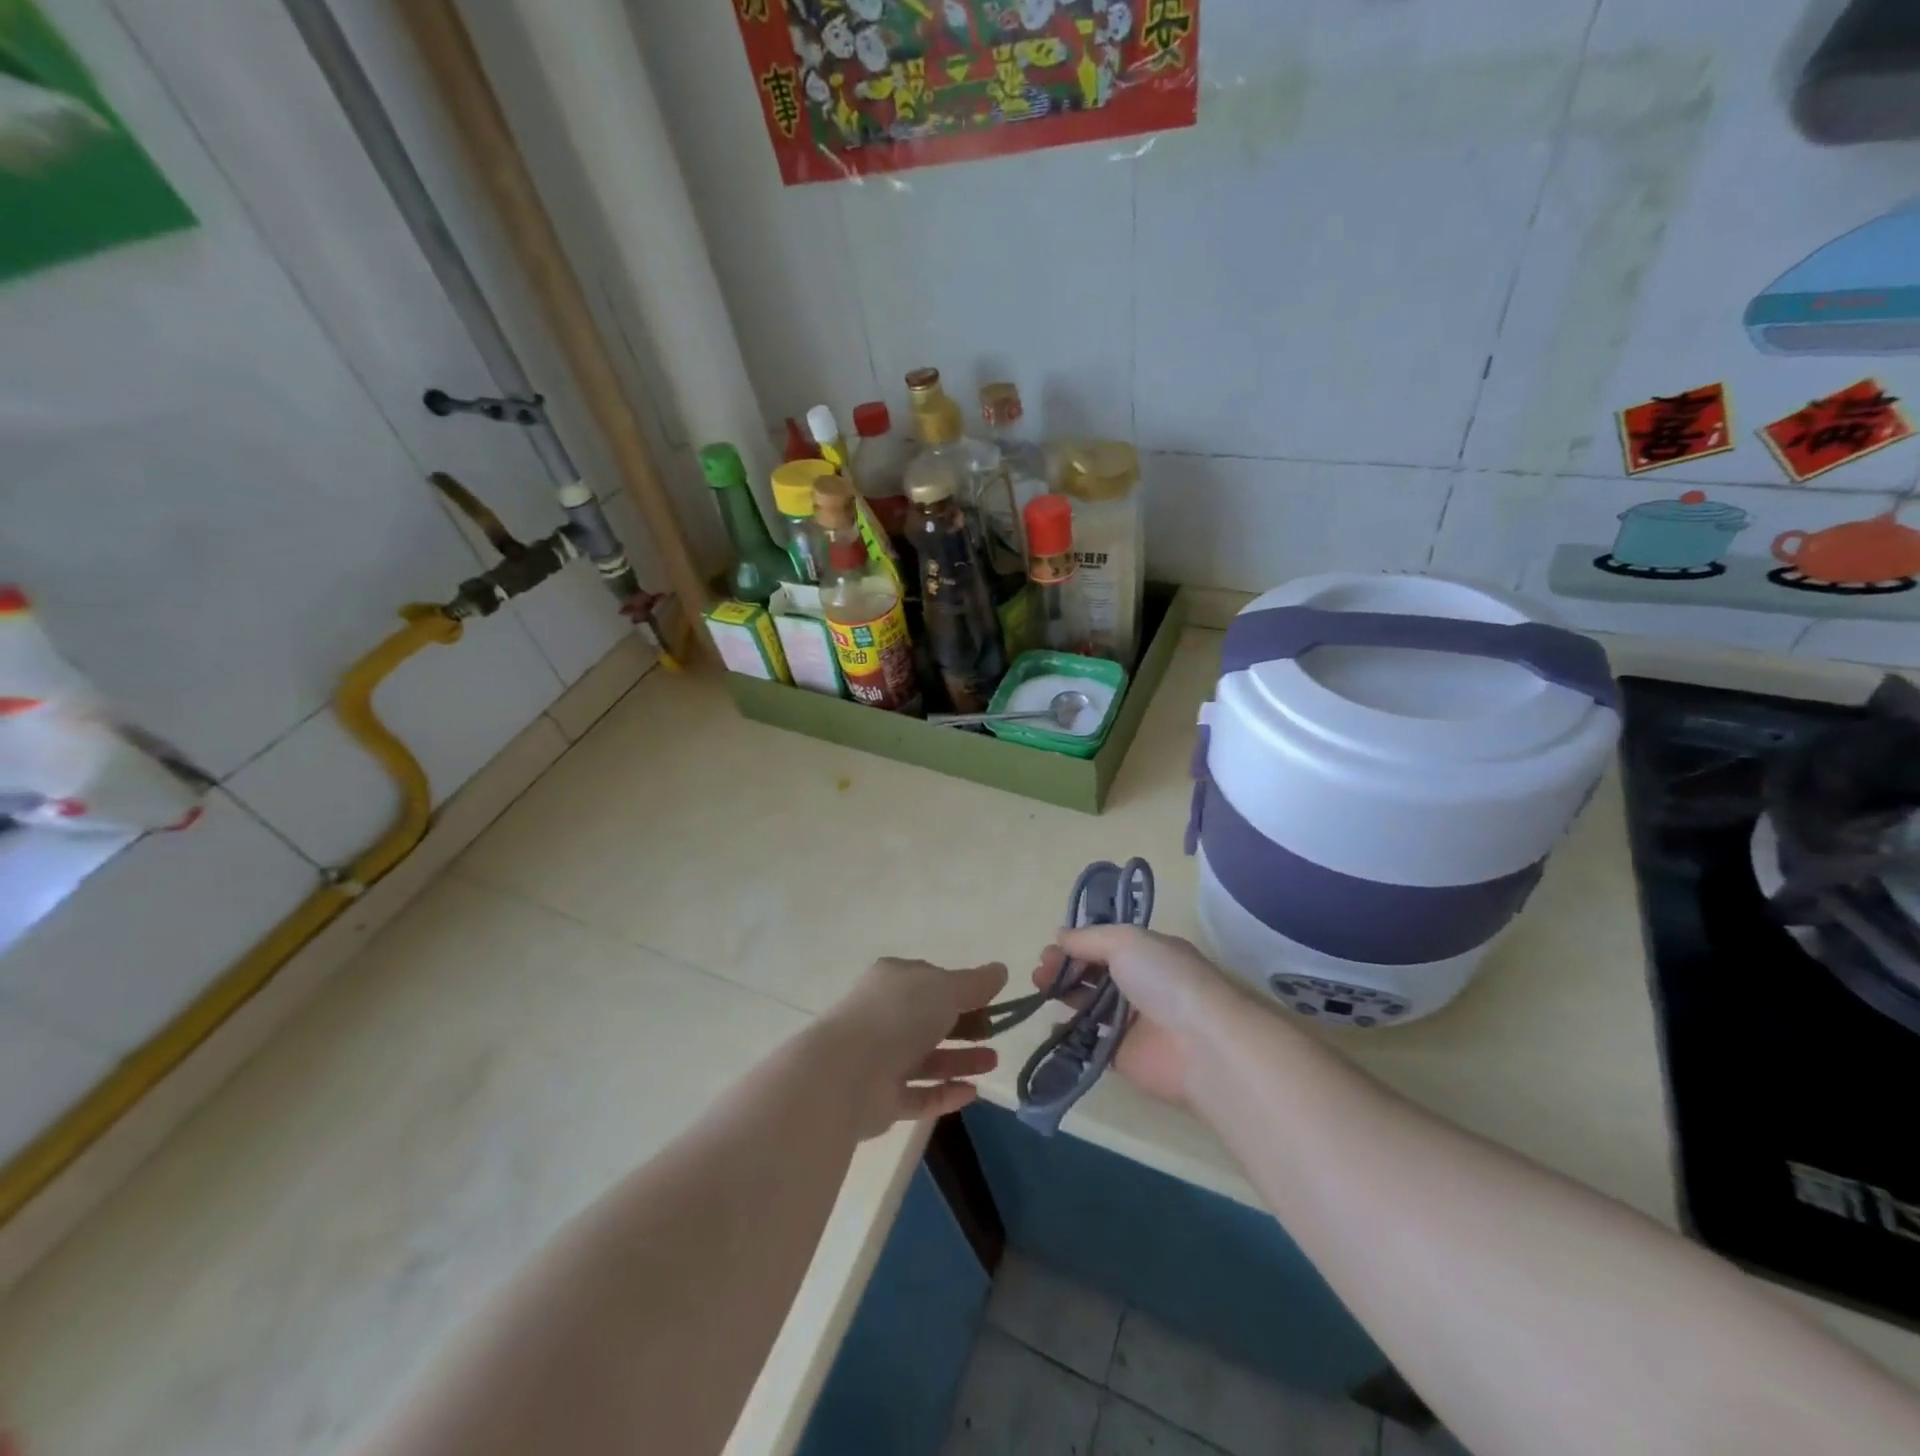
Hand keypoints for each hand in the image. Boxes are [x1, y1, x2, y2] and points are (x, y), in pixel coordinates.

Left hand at [821, 958, 1008, 1137]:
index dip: (962, 989)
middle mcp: (884, 1016)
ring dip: (961, 1059)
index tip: (992, 1000)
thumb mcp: (945, 988)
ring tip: (993, 1063)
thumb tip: (1000, 970)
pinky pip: (919, 1094)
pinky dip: (944, 1093)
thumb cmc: (899, 1015)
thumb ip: (974, 983)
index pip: (931, 980)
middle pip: (931, 1020)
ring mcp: (880, 1058)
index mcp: (893, 981)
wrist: (848, 1072)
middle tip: (995, 1034)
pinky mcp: (881, 1098)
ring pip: (927, 1058)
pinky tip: (972, 1093)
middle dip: (965, 1026)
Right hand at [1029, 927, 1236, 1107]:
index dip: (1078, 944)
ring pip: (1091, 1005)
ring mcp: (1133, 1022)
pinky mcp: (1124, 1056)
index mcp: (1149, 953)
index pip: (1107, 943)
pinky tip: (1050, 1026)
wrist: (1201, 1046)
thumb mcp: (1126, 941)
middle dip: (1066, 968)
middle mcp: (1142, 984)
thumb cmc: (1166, 981)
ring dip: (1065, 995)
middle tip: (1040, 971)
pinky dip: (1070, 1034)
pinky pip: (1091, 1042)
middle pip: (1096, 972)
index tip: (1052, 948)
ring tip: (1039, 991)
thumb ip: (1089, 938)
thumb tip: (1061, 935)